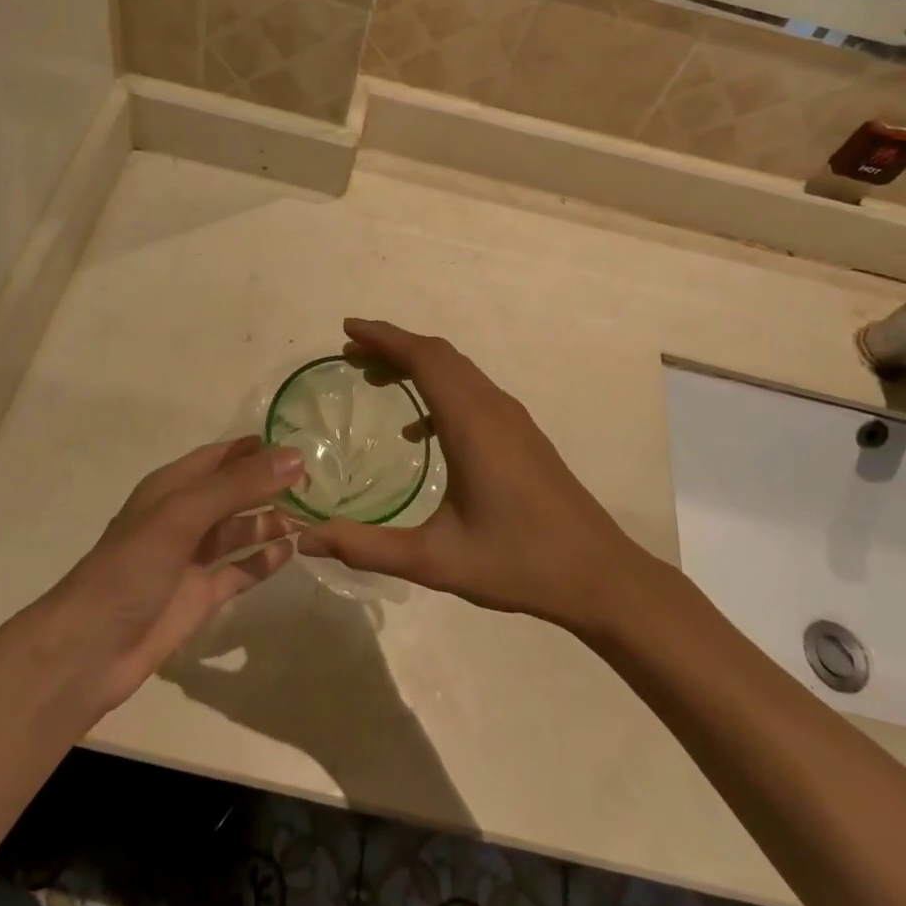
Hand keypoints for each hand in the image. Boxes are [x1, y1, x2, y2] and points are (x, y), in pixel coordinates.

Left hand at [39, 438, 302, 713]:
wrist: (89, 650)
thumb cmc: (132, 568)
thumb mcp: (184, 515)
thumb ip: (239, 485)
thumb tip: (295, 457)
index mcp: (172, 488)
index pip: (222, 457)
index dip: (257, 450)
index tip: (302, 446)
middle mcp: (185, 517)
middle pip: (235, 492)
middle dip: (270, 485)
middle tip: (317, 484)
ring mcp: (193, 558)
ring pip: (241, 529)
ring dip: (271, 521)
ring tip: (312, 517)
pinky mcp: (202, 595)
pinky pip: (241, 569)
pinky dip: (264, 560)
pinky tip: (291, 552)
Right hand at [297, 319, 645, 627]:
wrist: (599, 575)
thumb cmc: (518, 563)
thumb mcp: (435, 561)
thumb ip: (367, 547)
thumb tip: (306, 539)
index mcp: (471, 422)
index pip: (423, 358)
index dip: (383, 337)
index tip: (347, 330)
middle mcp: (493, 408)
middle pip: (439, 355)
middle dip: (393, 346)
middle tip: (351, 354)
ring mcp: (513, 419)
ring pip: (458, 370)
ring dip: (417, 364)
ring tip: (376, 378)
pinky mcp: (523, 434)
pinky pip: (472, 392)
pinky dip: (439, 390)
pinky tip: (419, 430)